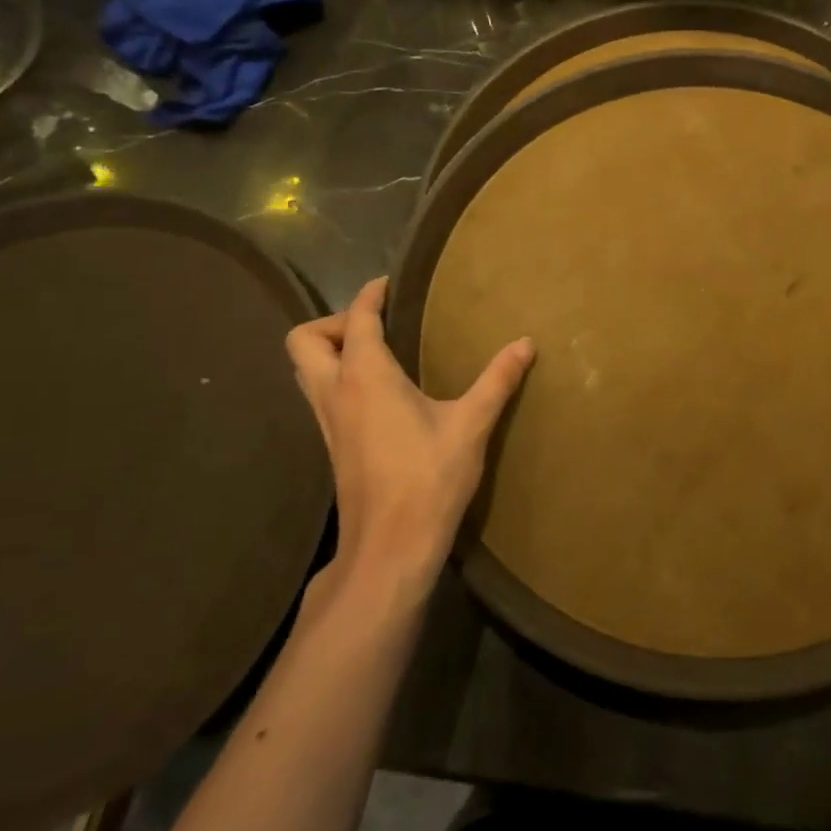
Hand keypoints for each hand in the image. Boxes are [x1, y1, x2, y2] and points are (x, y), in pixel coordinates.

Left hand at [285, 277, 533, 596]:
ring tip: (376, 352)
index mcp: (366, 377)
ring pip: (305, 371)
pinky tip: (377, 394)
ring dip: (329, 351)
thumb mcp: (471, 425)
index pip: (355, 320)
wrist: (391, 546)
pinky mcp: (332, 446)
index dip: (369, 295)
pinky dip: (337, 379)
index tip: (387, 284)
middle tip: (375, 325)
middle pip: (304, 341)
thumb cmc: (429, 478)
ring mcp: (327, 423)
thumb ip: (498, 380)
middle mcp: (336, 393)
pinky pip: (320, 396)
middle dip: (333, 322)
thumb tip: (526, 343)